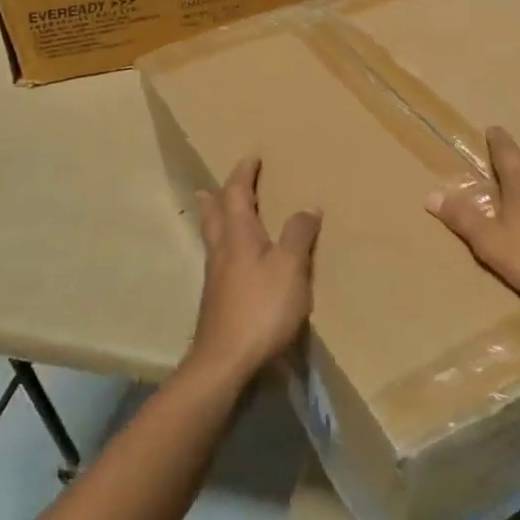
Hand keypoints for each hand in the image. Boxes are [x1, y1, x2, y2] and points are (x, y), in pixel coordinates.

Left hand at [187, 157, 322, 384]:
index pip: (236, 194)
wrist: (225, 361)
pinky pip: (219, 259)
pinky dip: (224, 245)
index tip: (251, 158)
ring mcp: (215, 277)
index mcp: (238, 236)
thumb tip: (308, 207)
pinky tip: (233, 259)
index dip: (243, 175)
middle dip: (217, 196)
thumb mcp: (290, 268)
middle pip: (214, 215)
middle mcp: (221, 251)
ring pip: (212, 237)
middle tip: (212, 185)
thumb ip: (298, 235)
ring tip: (217, 213)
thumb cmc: (261, 308)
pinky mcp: (217, 300)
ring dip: (215, 219)